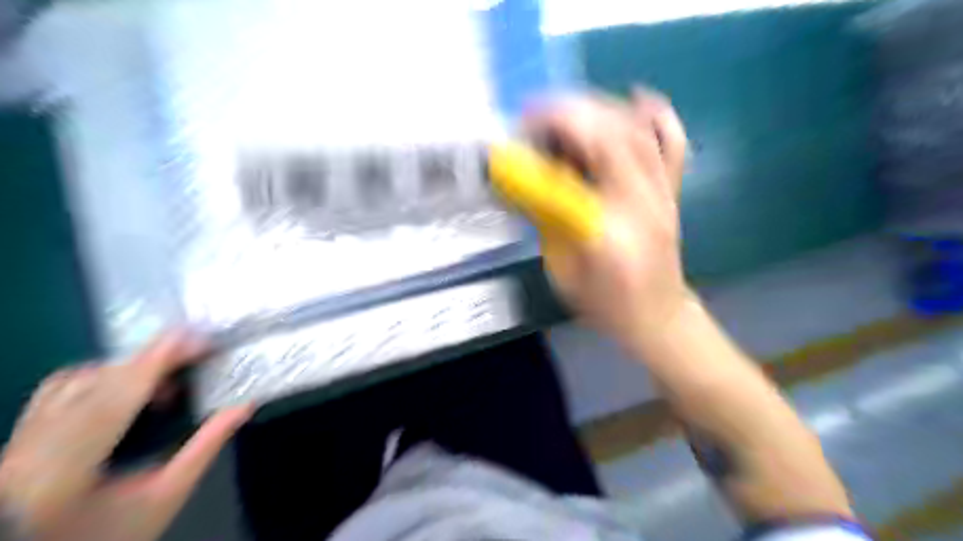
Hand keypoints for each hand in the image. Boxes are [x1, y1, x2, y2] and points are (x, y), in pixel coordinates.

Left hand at [1, 330, 252, 540]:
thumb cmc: (115, 534)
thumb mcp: (167, 495)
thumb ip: (206, 446)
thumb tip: (245, 405)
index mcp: (66, 471)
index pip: (115, 399)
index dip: (155, 361)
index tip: (193, 338)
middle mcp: (33, 450)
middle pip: (97, 382)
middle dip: (150, 359)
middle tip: (196, 351)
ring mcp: (20, 441)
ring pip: (76, 379)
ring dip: (126, 369)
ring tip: (164, 380)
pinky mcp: (20, 437)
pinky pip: (60, 389)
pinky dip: (99, 376)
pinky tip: (125, 387)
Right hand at [527, 90, 691, 342]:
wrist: (657, 318)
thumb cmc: (604, 303)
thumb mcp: (561, 268)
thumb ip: (547, 217)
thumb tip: (526, 174)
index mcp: (608, 231)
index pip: (576, 170)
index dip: (547, 143)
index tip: (522, 129)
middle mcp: (641, 204)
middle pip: (612, 137)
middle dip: (570, 113)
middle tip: (536, 114)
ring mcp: (663, 195)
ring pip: (638, 132)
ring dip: (599, 109)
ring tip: (566, 109)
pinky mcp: (672, 192)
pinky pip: (673, 144)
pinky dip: (656, 115)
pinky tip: (635, 98)